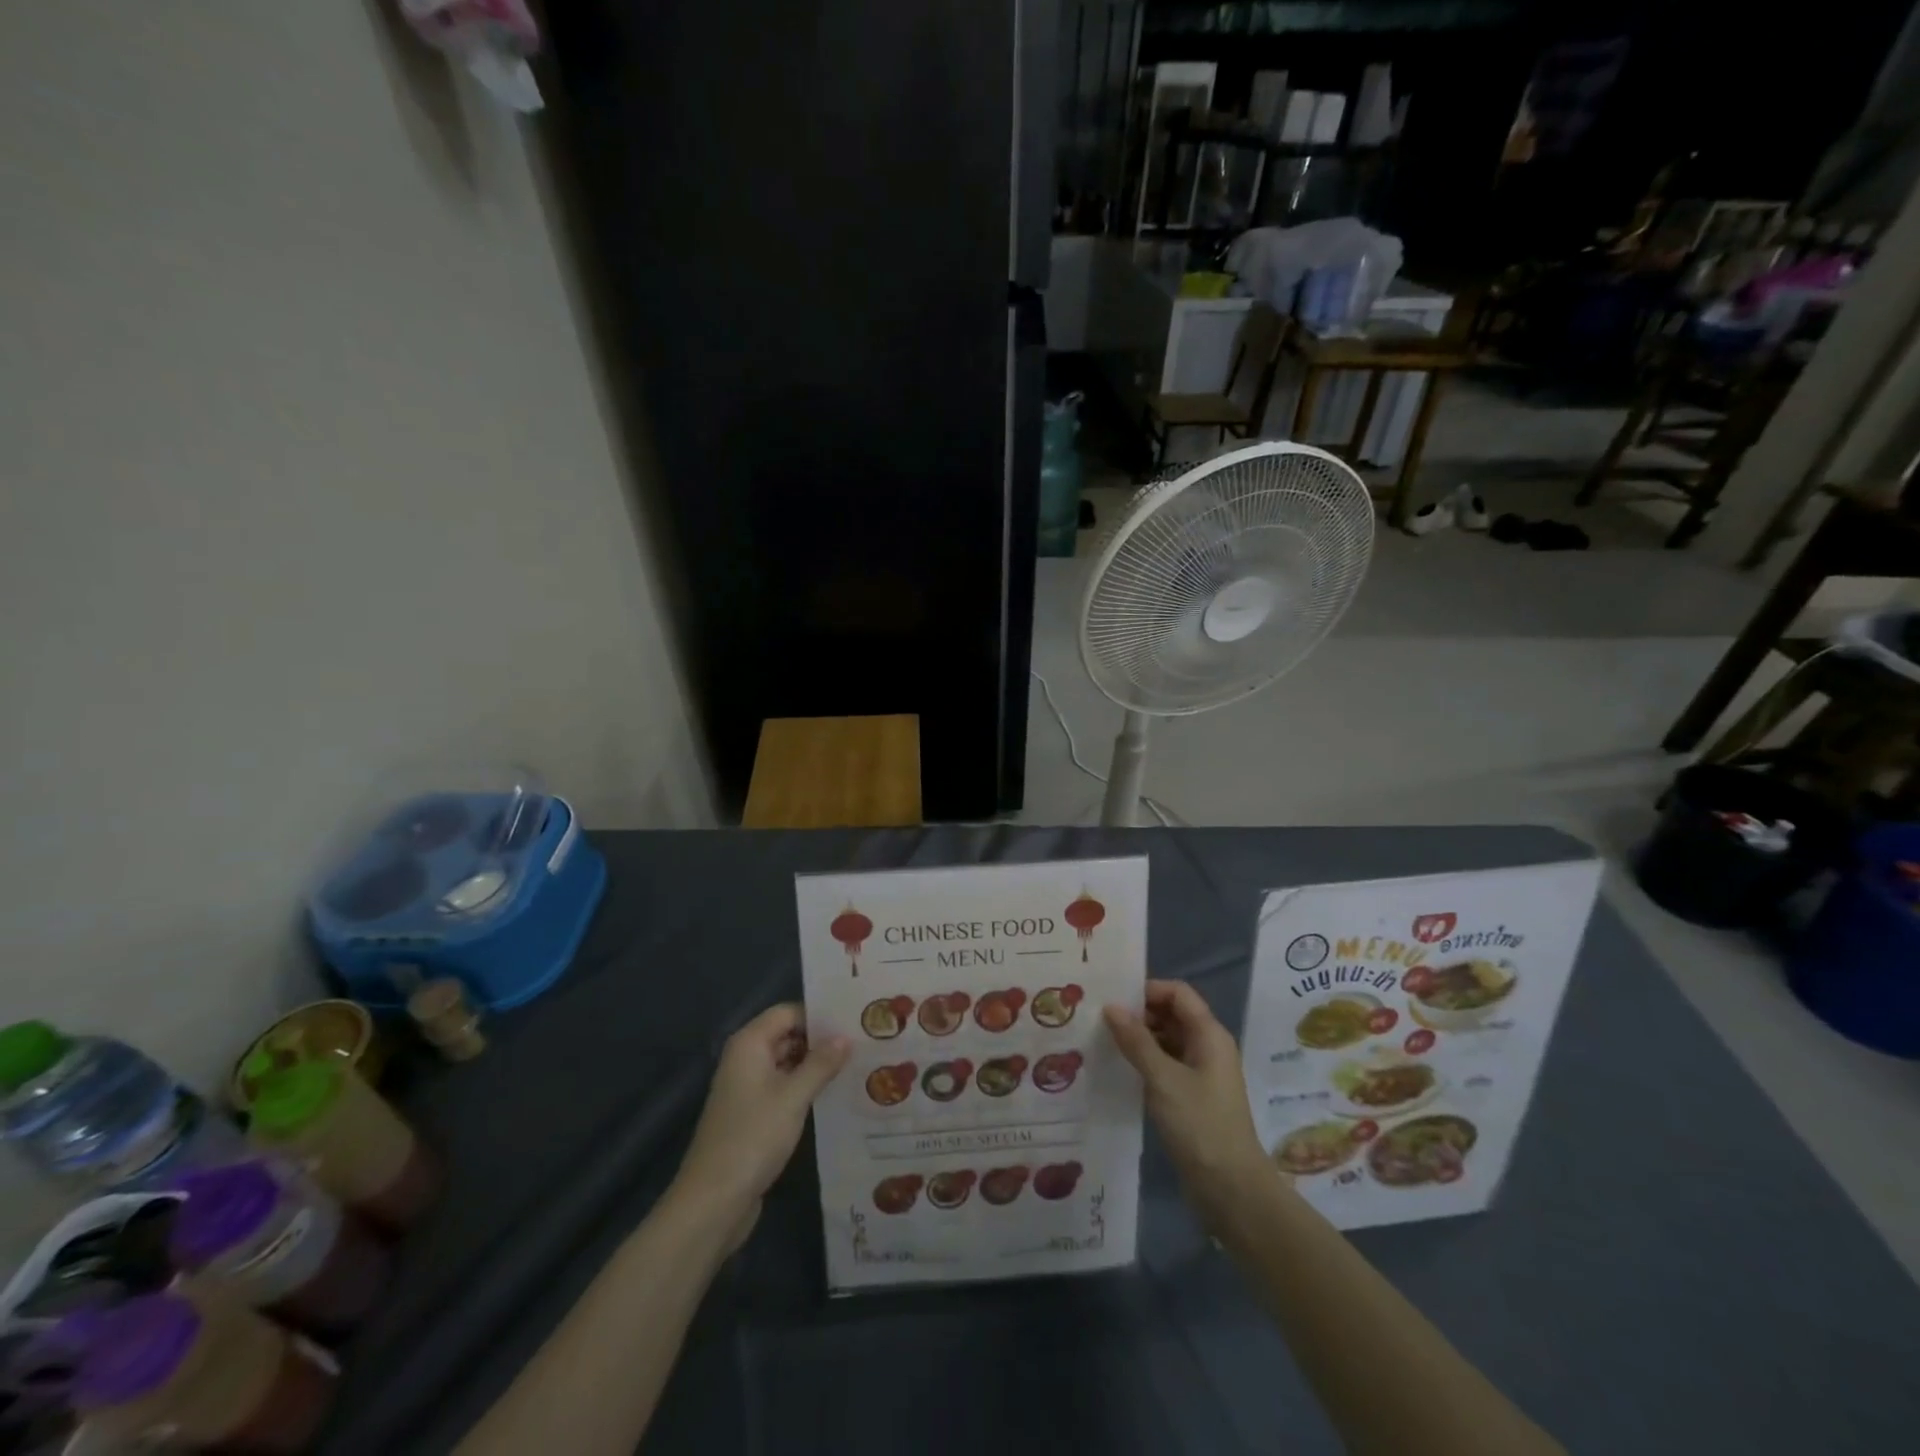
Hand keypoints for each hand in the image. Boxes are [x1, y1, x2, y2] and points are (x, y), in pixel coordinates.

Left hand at [673, 1004, 848, 1241]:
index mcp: (749, 1044)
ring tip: (858, 1064)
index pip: (788, 1012)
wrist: (713, 1202)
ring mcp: (748, 1088)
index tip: (854, 1020)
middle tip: (863, 1041)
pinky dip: (805, 1087)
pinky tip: (835, 1094)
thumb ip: (821, 1064)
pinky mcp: (753, 1114)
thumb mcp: (793, 1097)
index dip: (819, 1015)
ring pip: (788, 1063)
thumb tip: (845, 1037)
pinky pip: (783, 1088)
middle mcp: (746, 1059)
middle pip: (788, 1035)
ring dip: (816, 1065)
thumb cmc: (752, 1137)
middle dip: (821, 1039)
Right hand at [1105, 980, 1269, 1227]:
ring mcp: (1201, 1073)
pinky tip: (1118, 1069)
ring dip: (1139, 1038)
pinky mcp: (1192, 1097)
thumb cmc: (1200, 1126)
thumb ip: (1136, 1040)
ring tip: (1102, 1041)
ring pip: (1166, 1040)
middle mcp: (1208, 1047)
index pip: (1178, 993)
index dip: (1147, 990)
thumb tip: (1110, 1006)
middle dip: (1138, 1013)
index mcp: (1209, 1035)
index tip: (1113, 999)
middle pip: (1171, 1014)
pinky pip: (1165, 1065)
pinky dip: (1144, 1061)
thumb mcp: (1163, 1079)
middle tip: (1099, 1019)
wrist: (1231, 1190)